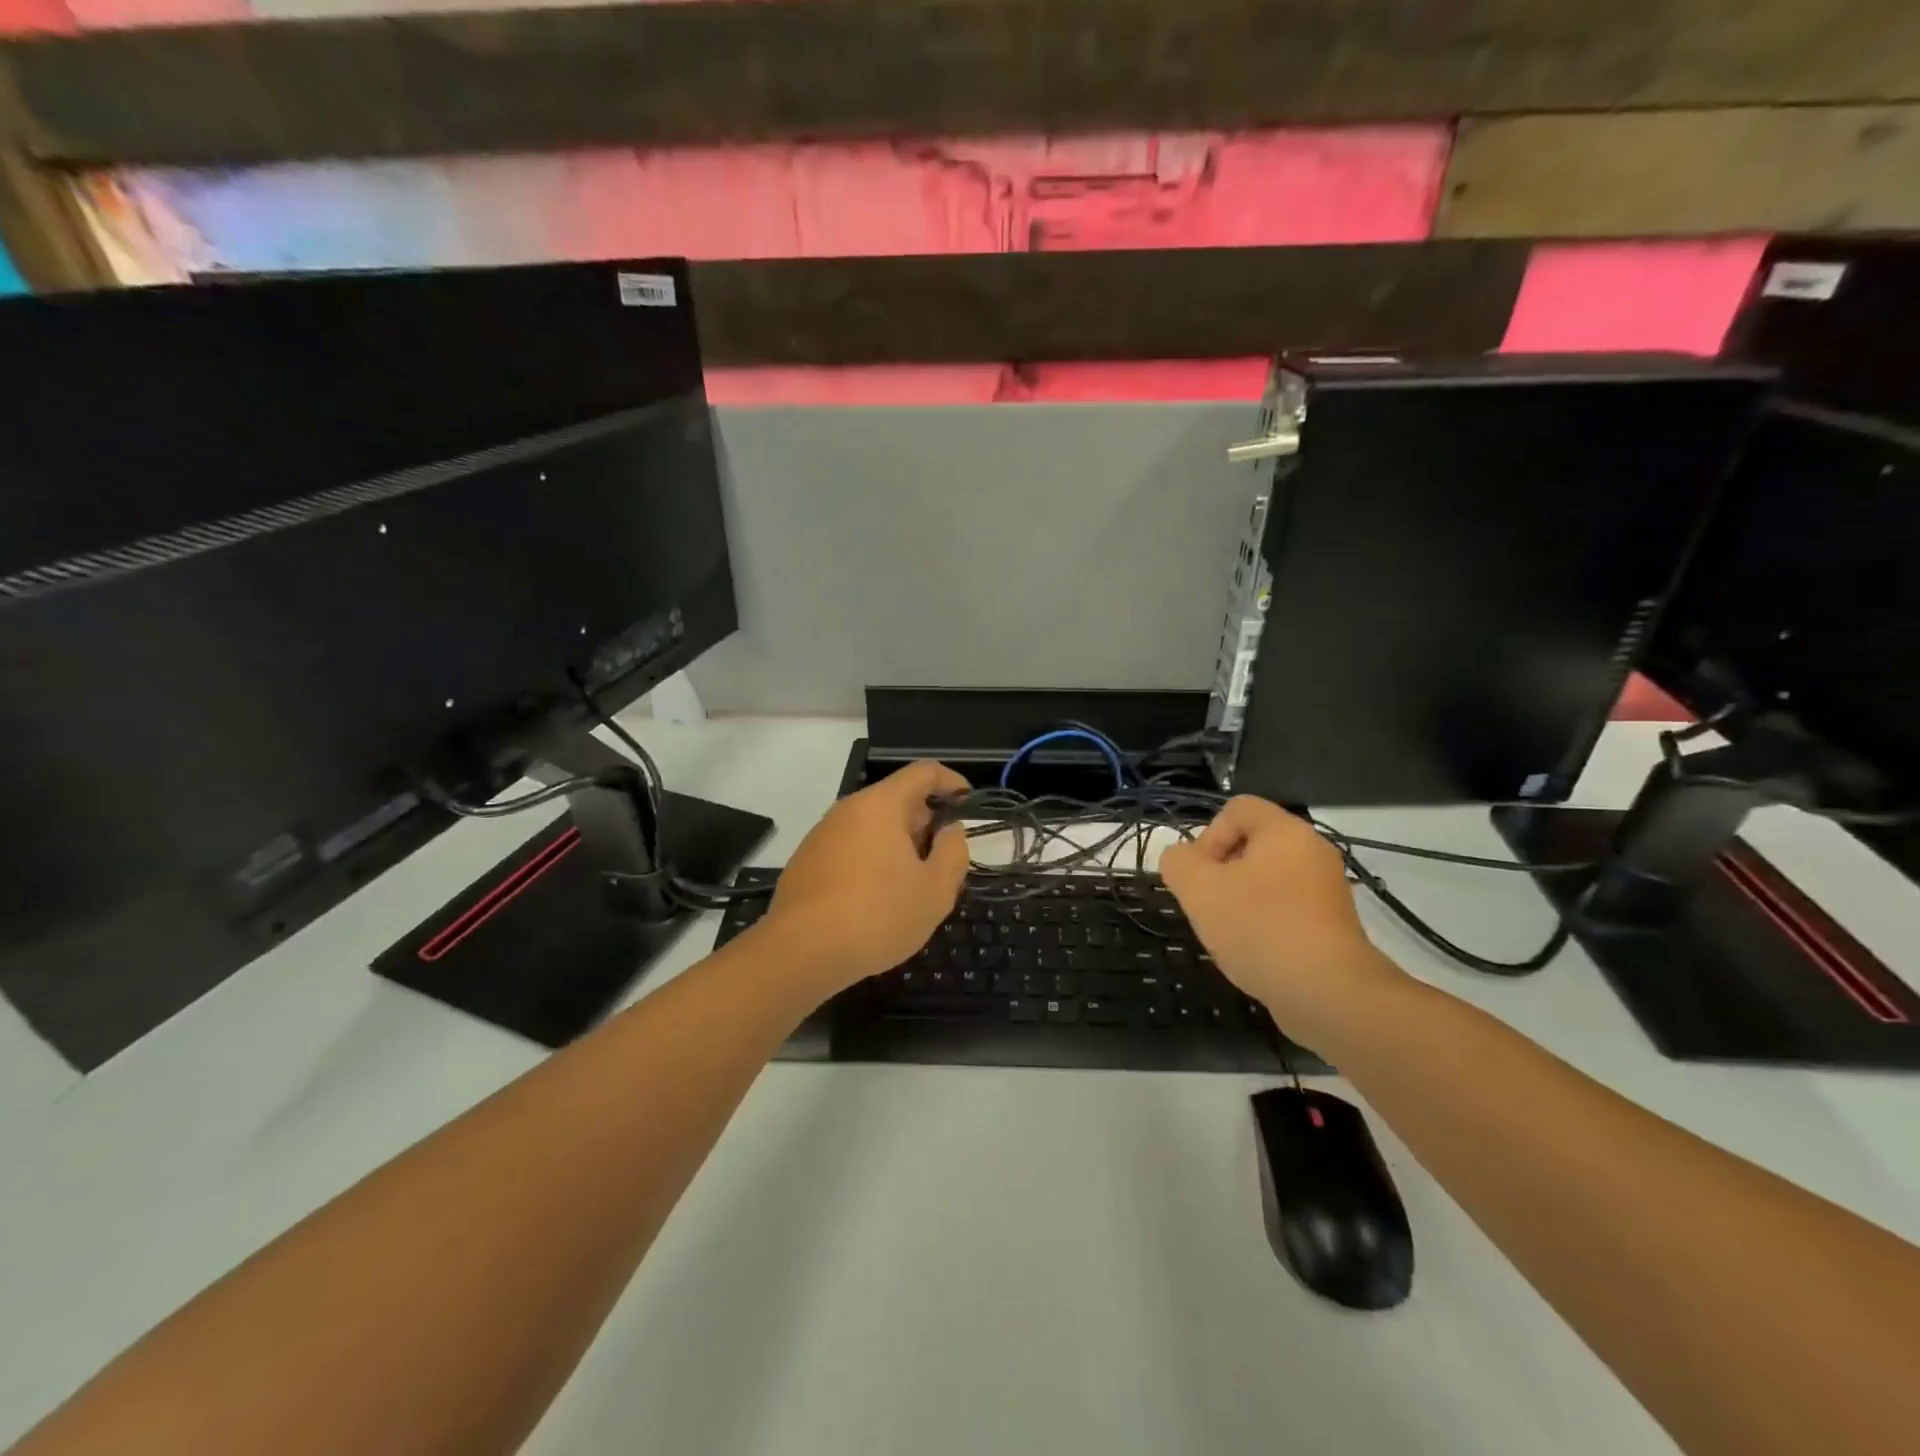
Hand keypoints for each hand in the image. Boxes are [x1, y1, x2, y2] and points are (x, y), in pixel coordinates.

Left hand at [759, 760, 971, 993]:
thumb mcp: (935, 891)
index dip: (951, 781)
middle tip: (942, 860)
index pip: (923, 772)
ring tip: (911, 885)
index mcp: (881, 805)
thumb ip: (953, 853)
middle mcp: (848, 809)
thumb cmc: (877, 915)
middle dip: (925, 822)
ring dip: (898, 845)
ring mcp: (822, 835)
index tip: (967, 800)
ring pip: (871, 826)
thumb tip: (951, 830)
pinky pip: (850, 848)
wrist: (800, 952)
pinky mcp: (805, 861)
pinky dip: (871, 861)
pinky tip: (876, 900)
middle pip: (896, 800)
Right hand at [1159, 796, 1408, 1033]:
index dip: (1208, 835)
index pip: (1238, 808)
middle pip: (1252, 845)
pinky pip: (1286, 909)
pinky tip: (1253, 951)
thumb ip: (1178, 863)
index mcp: (1285, 832)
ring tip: (1228, 931)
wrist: (1328, 993)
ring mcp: (1327, 890)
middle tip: (1207, 904)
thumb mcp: (1199, 889)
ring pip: (1268, 879)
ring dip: (1239, 899)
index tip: (1200, 874)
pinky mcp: (1332, 926)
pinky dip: (1264, 922)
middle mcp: (1312, 852)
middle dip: (1220, 871)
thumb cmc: (1259, 927)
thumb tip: (1181, 859)